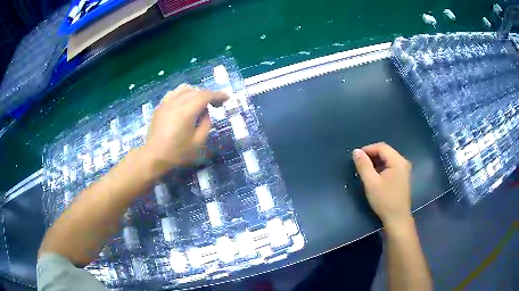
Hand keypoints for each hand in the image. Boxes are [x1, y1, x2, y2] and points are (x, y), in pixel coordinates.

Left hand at [142, 84, 227, 177]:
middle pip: (196, 91)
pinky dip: (183, 94)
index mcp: (187, 111)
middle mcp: (176, 102)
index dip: (218, 95)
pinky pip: (174, 93)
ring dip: (196, 92)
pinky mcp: (160, 106)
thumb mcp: (198, 143)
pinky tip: (184, 103)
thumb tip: (206, 112)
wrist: (153, 156)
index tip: (227, 99)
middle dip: (209, 95)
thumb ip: (206, 124)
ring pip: (184, 89)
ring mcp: (166, 103)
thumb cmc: (177, 153)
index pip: (205, 96)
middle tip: (216, 105)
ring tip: (200, 103)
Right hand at [352, 142, 412, 226]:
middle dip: (371, 156)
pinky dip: (381, 168)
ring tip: (365, 171)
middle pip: (385, 152)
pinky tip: (375, 177)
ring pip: (388, 159)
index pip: (381, 147)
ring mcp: (404, 170)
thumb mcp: (371, 183)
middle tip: (359, 165)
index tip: (356, 157)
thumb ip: (363, 165)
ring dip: (376, 162)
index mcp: (398, 161)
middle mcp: (403, 162)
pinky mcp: (403, 177)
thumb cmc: (384, 201)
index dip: (367, 149)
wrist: (397, 219)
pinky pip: (391, 166)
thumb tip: (356, 151)